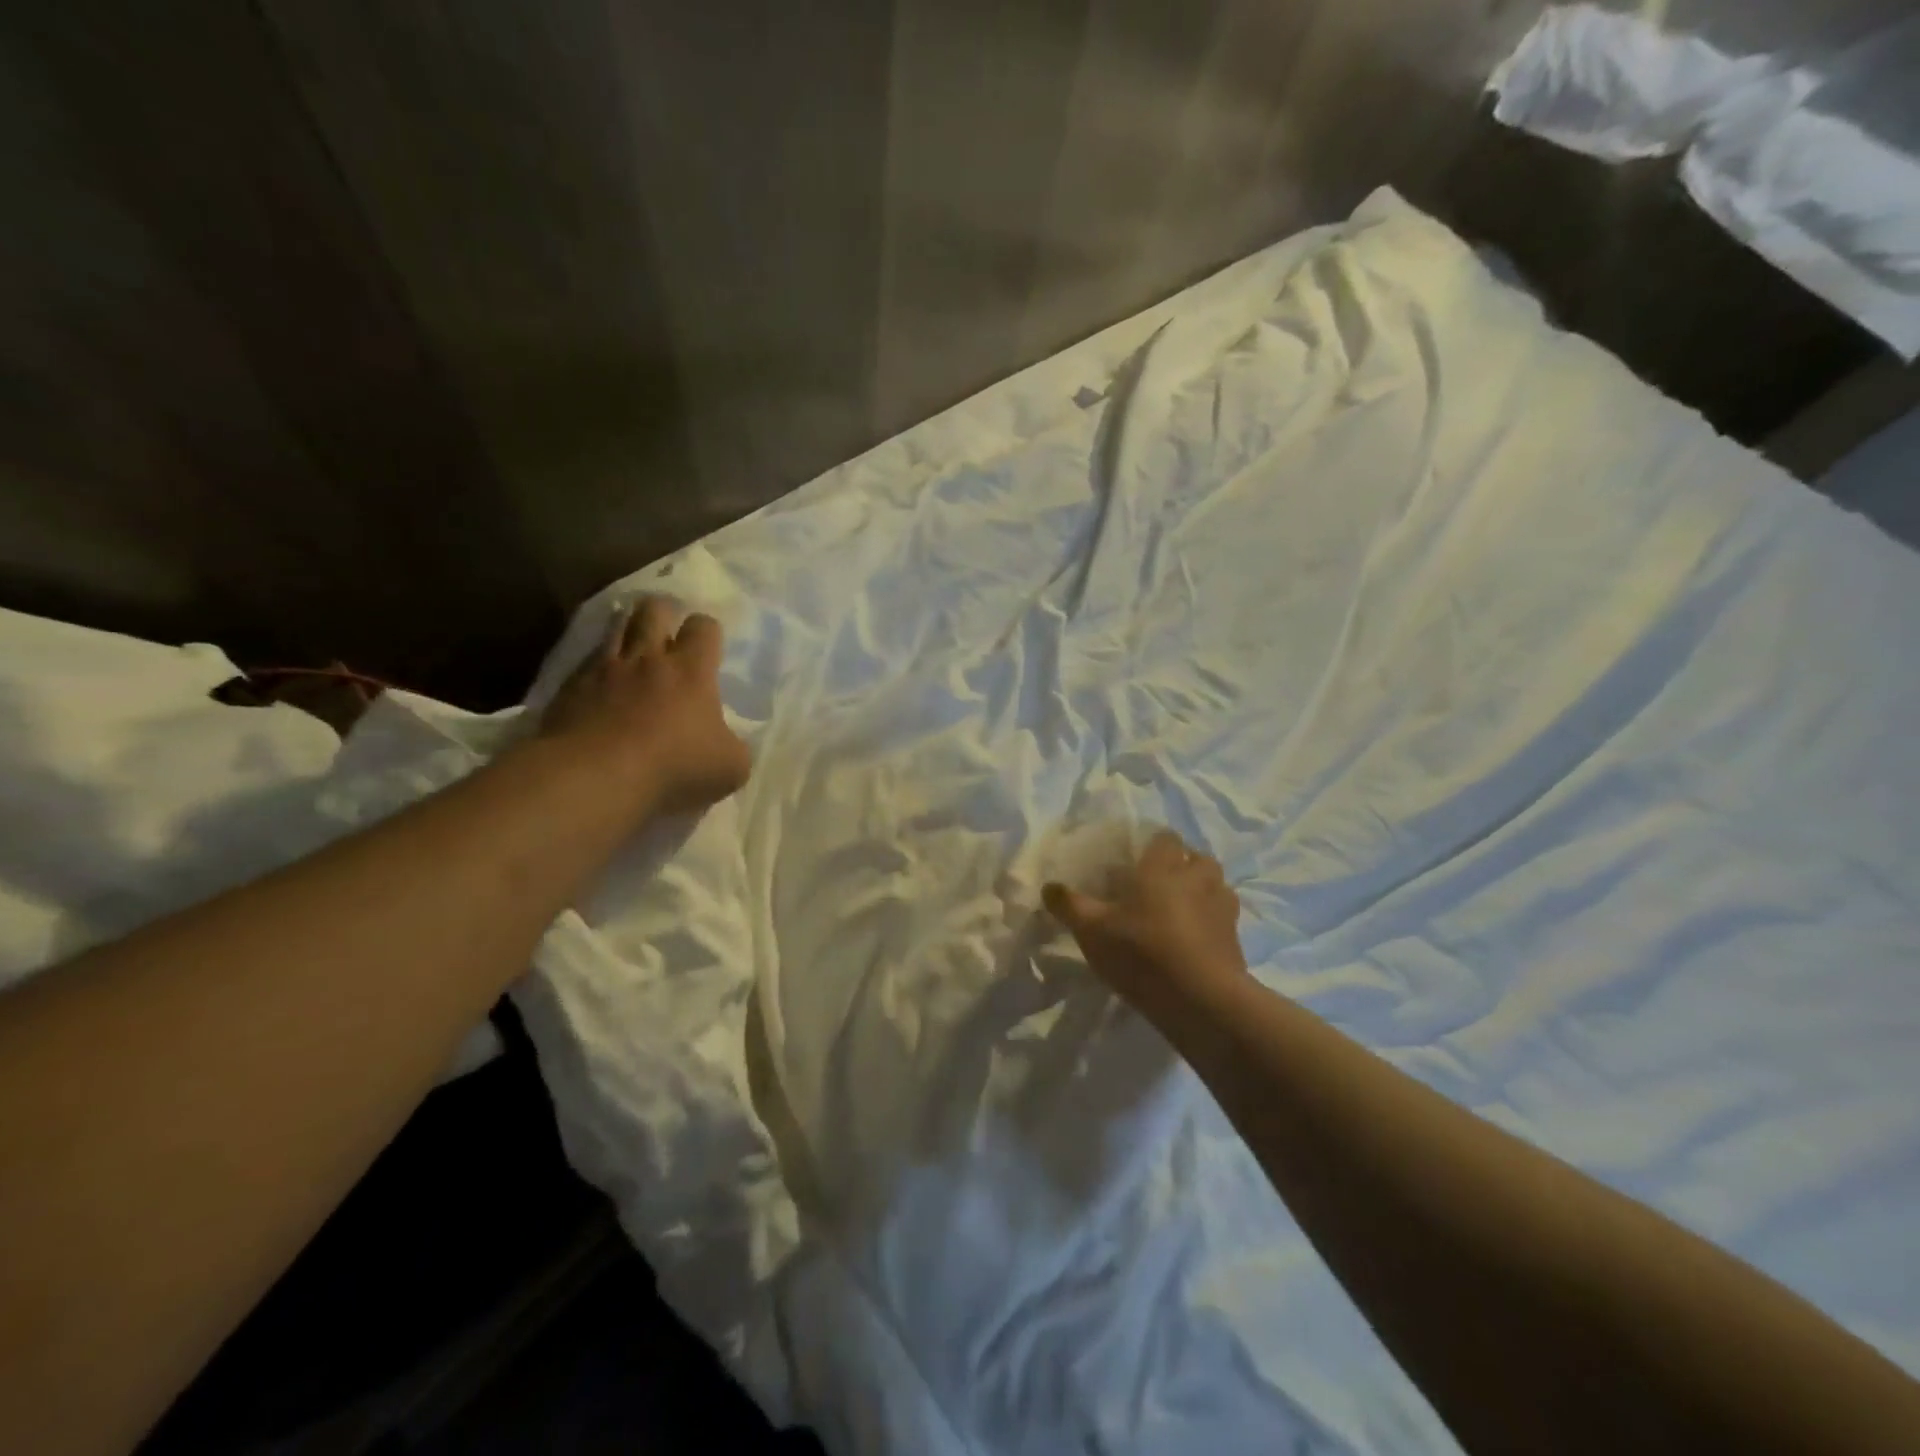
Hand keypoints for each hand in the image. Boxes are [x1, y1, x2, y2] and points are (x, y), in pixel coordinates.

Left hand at [539, 596, 751, 816]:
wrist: (594, 778)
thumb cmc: (674, 768)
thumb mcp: (730, 768)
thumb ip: (734, 747)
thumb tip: (728, 742)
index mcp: (691, 671)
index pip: (703, 627)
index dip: (707, 631)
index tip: (708, 647)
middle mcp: (647, 659)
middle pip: (653, 610)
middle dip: (663, 613)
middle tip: (667, 632)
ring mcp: (603, 670)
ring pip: (614, 627)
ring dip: (626, 631)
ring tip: (633, 647)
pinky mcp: (569, 689)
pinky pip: (585, 663)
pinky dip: (596, 667)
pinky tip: (600, 686)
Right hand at [1044, 830, 1247, 1020]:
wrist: (1201, 999)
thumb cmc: (1142, 951)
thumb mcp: (1092, 930)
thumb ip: (1069, 905)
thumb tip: (1048, 886)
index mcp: (1163, 866)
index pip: (1165, 838)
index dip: (1152, 846)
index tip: (1135, 862)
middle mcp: (1198, 877)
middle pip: (1196, 858)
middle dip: (1181, 866)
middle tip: (1158, 886)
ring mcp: (1222, 906)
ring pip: (1215, 885)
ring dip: (1201, 891)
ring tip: (1179, 912)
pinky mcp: (1236, 937)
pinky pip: (1223, 917)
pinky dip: (1211, 922)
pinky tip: (1194, 940)